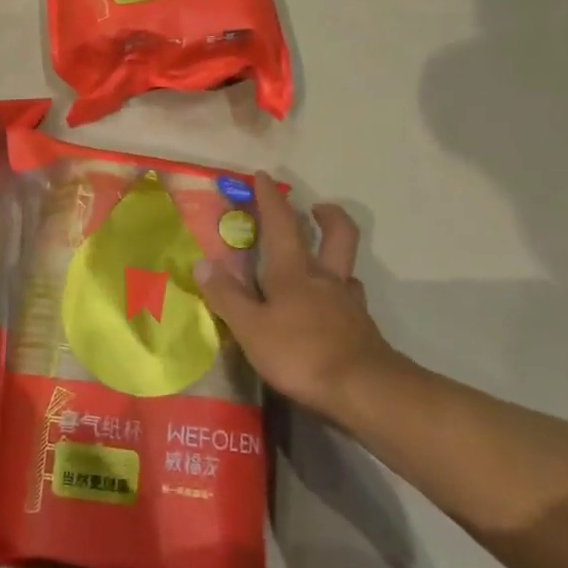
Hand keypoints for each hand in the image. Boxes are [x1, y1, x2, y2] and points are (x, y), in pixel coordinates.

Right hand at [196, 178, 403, 425]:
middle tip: (316, 208)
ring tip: (321, 262)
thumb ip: (227, 296)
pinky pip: (351, 299)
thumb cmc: (301, 353)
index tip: (264, 176)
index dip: (270, 198)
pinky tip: (331, 308)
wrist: (365, 391)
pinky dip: (340, 294)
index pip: (281, 223)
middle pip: (338, 234)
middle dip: (327, 215)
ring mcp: (348, 303)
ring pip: (346, 267)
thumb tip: (202, 262)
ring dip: (335, 256)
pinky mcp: (363, 329)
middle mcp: (324, 278)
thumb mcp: (251, 328)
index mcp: (293, 271)